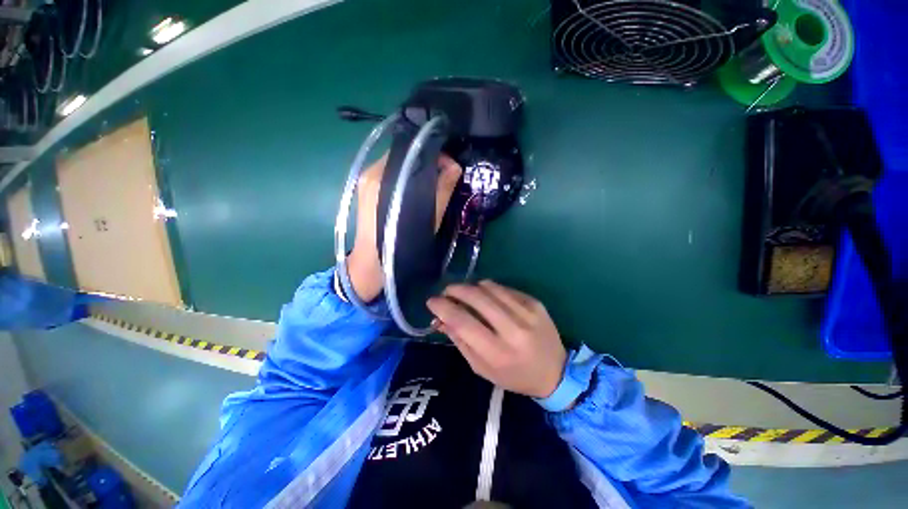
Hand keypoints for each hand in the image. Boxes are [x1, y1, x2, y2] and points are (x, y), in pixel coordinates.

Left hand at [347, 153, 461, 301]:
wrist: (373, 263)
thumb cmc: (402, 242)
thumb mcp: (429, 216)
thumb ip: (442, 189)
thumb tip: (455, 166)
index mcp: (381, 176)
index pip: (411, 151)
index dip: (434, 155)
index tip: (450, 166)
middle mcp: (370, 172)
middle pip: (404, 156)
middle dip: (427, 162)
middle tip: (445, 174)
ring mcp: (365, 180)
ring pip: (398, 165)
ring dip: (417, 170)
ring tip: (434, 181)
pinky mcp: (365, 189)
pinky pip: (390, 175)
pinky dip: (406, 177)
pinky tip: (417, 188)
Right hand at [426, 280, 567, 398]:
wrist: (556, 372)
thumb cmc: (514, 375)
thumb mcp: (482, 368)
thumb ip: (460, 341)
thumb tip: (440, 318)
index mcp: (497, 353)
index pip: (463, 321)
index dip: (443, 308)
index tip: (431, 301)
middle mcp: (513, 330)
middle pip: (476, 297)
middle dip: (455, 290)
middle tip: (446, 292)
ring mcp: (527, 312)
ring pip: (490, 287)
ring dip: (471, 287)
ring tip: (465, 294)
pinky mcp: (535, 302)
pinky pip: (504, 288)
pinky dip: (490, 289)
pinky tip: (487, 297)